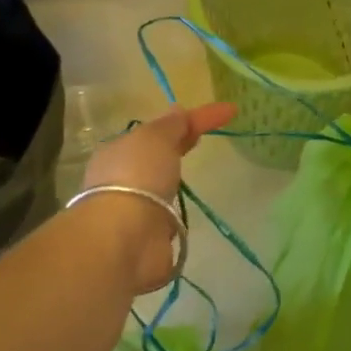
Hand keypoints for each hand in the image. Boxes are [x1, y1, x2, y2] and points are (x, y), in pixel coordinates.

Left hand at [78, 103, 235, 292]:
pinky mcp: (148, 240)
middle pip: (157, 158)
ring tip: (197, 180)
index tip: (230, 111)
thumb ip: (172, 125)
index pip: (162, 129)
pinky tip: (186, 216)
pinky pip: (166, 222)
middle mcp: (123, 179)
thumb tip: (179, 110)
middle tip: (204, 142)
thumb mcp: (156, 138)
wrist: (126, 238)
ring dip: (173, 185)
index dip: (195, 118)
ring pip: (159, 190)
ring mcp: (135, 211)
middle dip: (178, 148)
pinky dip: (175, 218)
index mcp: (120, 151)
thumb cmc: (138, 177)